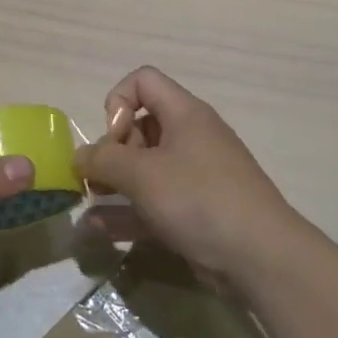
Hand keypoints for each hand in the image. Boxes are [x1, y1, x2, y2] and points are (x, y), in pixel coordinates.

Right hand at [74, 66, 297, 277]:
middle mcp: (190, 138)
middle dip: (112, 150)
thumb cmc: (198, 198)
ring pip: (144, 169)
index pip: (143, 81)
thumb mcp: (142, 173)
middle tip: (101, 179)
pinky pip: (152, 203)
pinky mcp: (194, 211)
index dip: (118, 102)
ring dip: (113, 184)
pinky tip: (98, 230)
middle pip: (140, 126)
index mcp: (185, 114)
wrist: (258, 256)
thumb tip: (79, 156)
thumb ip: (103, 159)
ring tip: (88, 204)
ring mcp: (194, 176)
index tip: (113, 138)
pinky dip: (127, 212)